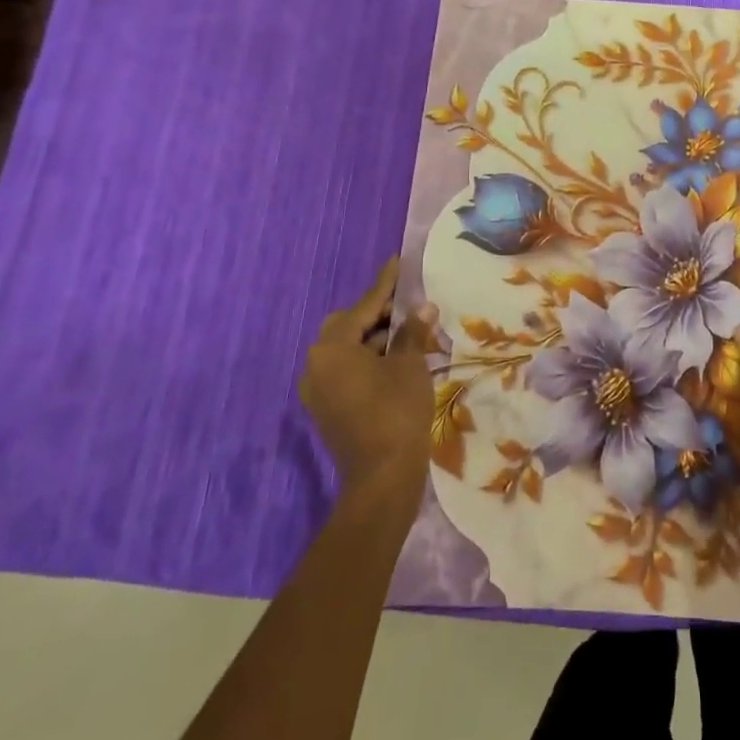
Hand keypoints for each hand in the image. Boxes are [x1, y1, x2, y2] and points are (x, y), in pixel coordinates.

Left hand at [300, 259, 435, 509]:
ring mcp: (317, 389)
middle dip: (378, 314)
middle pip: (348, 326)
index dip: (385, 285)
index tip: (397, 263)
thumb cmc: (397, 411)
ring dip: (375, 339)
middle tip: (409, 306)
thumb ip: (412, 332)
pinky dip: (368, 360)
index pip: (363, 306)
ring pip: (347, 350)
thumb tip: (423, 308)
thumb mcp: (409, 365)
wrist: (382, 477)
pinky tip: (396, 360)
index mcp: (331, 348)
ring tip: (410, 334)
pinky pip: (345, 370)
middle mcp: (315, 365)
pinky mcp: (326, 408)